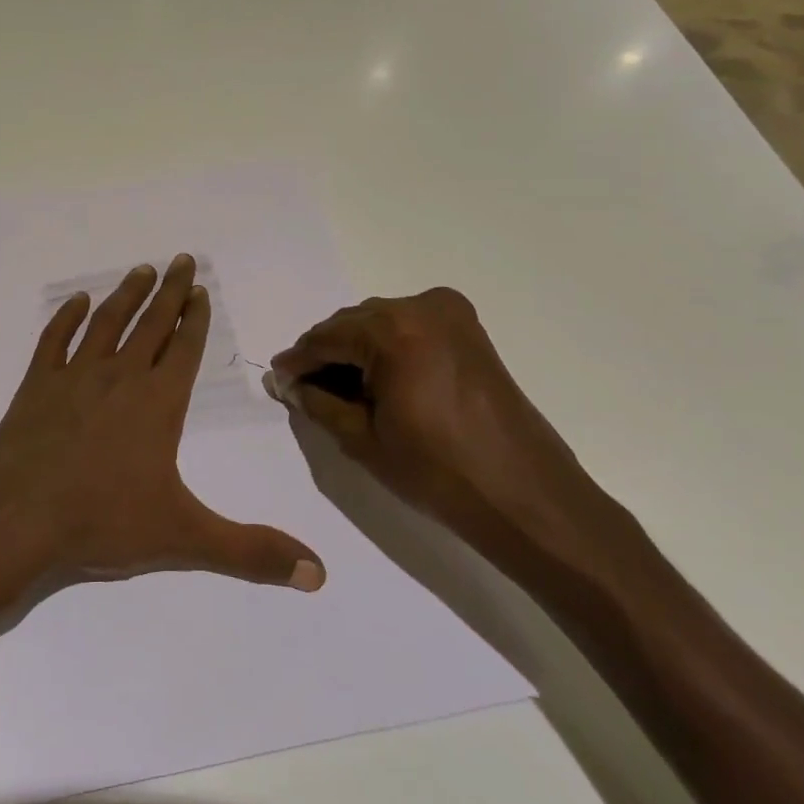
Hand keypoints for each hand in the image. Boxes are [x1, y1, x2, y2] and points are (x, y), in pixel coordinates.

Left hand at [0, 254, 324, 591]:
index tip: (202, 290)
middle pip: (152, 323)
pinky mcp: (37, 384)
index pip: (185, 348)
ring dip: (127, 294)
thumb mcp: (184, 537)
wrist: (17, 517)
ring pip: (107, 322)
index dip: (196, 318)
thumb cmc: (102, 521)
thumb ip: (251, 551)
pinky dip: (67, 317)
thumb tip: (319, 574)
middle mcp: (121, 377)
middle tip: (182, 259)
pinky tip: (77, 301)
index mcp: (158, 403)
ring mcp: (75, 376)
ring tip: (142, 270)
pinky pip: (54, 339)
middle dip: (171, 292)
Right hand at [267, 288, 625, 585]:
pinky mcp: (469, 330)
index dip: (298, 361)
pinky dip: (387, 348)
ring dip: (356, 350)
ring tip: (338, 388)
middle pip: (353, 324)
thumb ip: (318, 403)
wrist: (525, 496)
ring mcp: (451, 314)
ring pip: (381, 323)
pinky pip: (410, 328)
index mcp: (394, 331)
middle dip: (327, 353)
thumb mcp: (363, 439)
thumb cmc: (438, 472)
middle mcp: (422, 307)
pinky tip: (375, 380)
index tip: (277, 379)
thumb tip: (289, 384)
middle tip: (304, 387)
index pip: (327, 338)